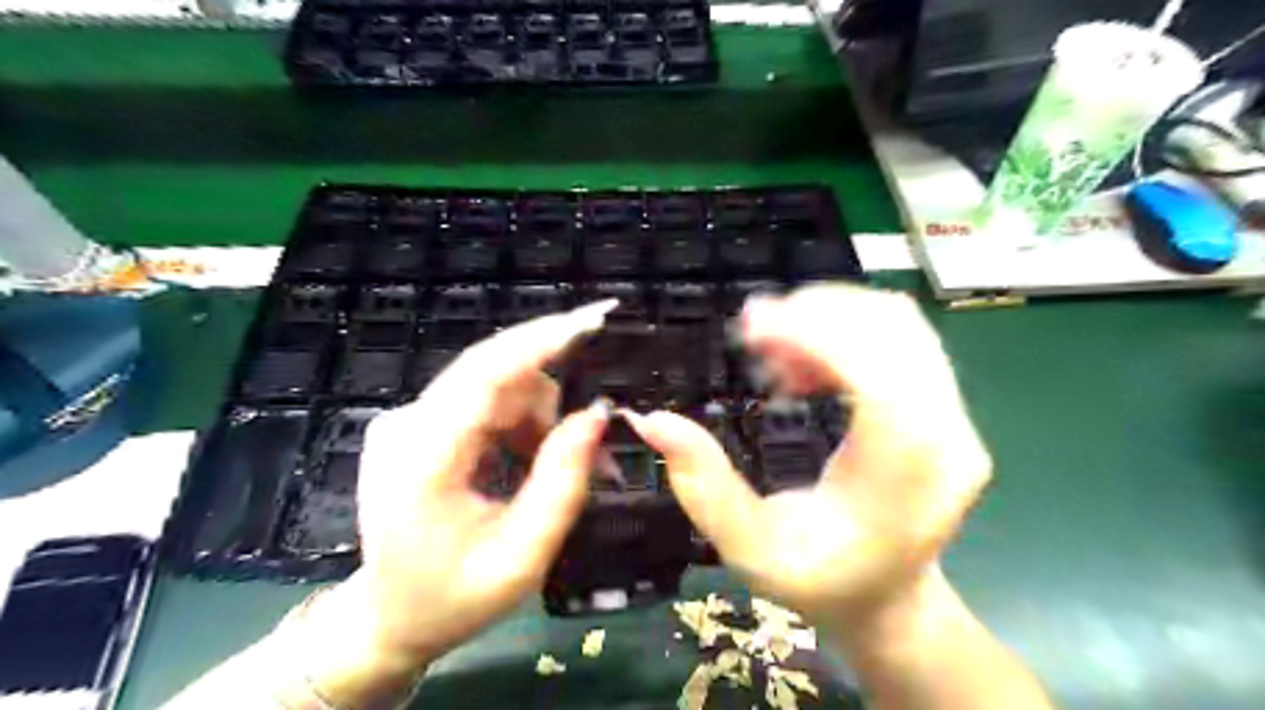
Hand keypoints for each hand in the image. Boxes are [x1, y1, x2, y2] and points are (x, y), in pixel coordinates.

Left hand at [313, 303, 613, 667]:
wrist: (390, 617)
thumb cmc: (455, 598)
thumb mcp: (523, 555)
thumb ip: (563, 482)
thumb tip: (597, 414)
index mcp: (423, 460)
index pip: (485, 375)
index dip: (541, 340)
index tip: (594, 319)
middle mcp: (407, 424)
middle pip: (496, 374)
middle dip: (552, 399)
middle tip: (591, 440)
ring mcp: (408, 420)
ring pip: (497, 386)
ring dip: (540, 418)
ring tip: (560, 469)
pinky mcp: (419, 423)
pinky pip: (486, 401)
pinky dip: (521, 423)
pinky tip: (532, 460)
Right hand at [626, 283, 992, 627]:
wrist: (891, 602)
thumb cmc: (820, 583)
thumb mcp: (749, 550)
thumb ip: (703, 487)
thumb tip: (653, 421)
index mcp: (904, 478)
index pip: (878, 375)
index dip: (815, 333)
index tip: (749, 326)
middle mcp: (947, 438)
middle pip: (895, 330)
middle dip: (815, 313)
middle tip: (751, 333)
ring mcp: (956, 419)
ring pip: (899, 324)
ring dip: (828, 319)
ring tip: (773, 353)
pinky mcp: (946, 408)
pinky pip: (900, 339)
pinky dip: (844, 332)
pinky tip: (802, 366)